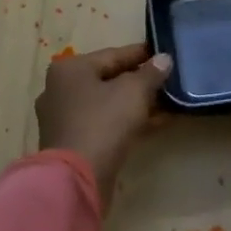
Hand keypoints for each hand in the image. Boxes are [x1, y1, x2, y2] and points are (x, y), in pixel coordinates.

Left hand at [36, 43, 173, 208]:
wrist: (77, 177)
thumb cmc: (104, 122)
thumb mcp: (134, 91)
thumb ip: (151, 72)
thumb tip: (163, 59)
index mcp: (70, 69)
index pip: (114, 55)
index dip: (142, 54)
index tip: (165, 53)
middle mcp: (61, 89)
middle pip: (109, 79)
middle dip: (141, 81)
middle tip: (169, 80)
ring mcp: (64, 118)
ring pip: (108, 104)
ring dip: (138, 103)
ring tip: (169, 102)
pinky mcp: (73, 142)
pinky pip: (106, 123)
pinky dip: (128, 121)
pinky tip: (156, 123)